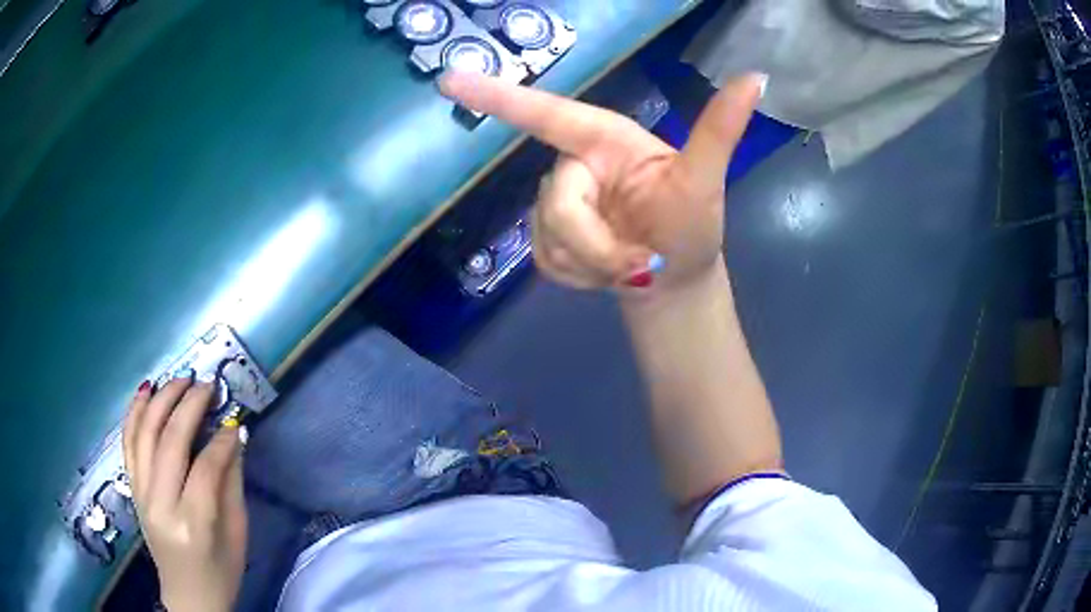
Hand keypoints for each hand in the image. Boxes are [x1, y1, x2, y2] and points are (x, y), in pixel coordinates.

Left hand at [123, 374, 246, 611]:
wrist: (188, 596)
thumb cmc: (220, 571)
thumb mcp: (237, 534)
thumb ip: (232, 483)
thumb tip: (235, 434)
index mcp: (193, 523)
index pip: (205, 467)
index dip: (221, 439)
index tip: (234, 419)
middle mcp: (160, 503)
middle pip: (170, 441)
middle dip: (189, 406)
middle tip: (206, 385)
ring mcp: (141, 494)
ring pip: (144, 434)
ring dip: (161, 400)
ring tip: (179, 379)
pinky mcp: (132, 489)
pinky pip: (128, 442)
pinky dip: (135, 413)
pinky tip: (145, 391)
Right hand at [439, 71, 764, 291]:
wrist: (672, 281)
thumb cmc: (692, 229)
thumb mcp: (706, 181)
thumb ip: (720, 130)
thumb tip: (755, 77)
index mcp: (605, 140)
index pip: (546, 112)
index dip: (498, 96)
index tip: (449, 78)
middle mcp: (575, 164)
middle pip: (555, 201)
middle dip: (594, 242)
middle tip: (635, 261)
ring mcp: (559, 202)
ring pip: (546, 234)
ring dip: (590, 262)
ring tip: (627, 264)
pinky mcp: (549, 238)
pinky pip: (543, 258)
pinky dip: (577, 275)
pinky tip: (604, 272)